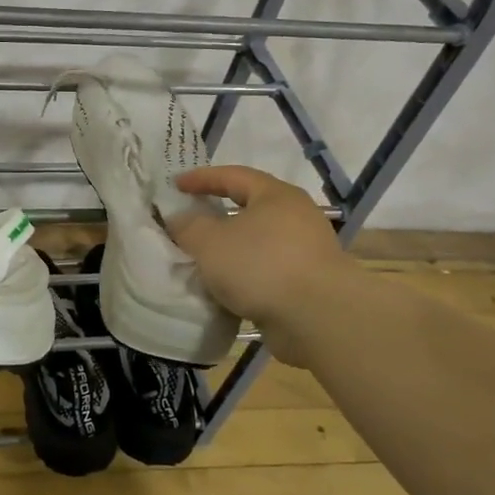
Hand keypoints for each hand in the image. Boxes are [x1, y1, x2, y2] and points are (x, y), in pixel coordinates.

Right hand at [168, 165, 352, 334]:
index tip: (175, 186)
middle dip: (217, 216)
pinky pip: (266, 271)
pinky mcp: (308, 283)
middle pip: (248, 209)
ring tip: (202, 261)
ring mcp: (306, 252)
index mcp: (276, 195)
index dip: (201, 178)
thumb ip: (188, 226)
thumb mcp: (209, 242)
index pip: (233, 176)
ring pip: (257, 243)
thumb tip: (179, 219)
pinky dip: (244, 276)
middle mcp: (296, 217)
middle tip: (189, 222)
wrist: (319, 319)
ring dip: (230, 250)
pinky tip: (225, 290)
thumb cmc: (261, 266)